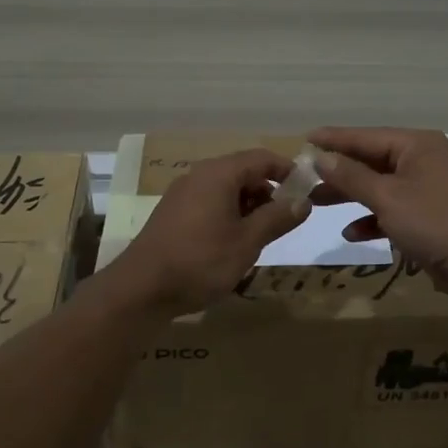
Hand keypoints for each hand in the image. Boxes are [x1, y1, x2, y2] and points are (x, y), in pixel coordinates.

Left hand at [110, 148, 310, 313]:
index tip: (306, 190)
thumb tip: (304, 200)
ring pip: (225, 189)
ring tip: (260, 236)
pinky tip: (231, 243)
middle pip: (243, 171)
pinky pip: (208, 202)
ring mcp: (182, 194)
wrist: (142, 289)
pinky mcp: (172, 213)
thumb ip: (278, 218)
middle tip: (284, 220)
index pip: (261, 158)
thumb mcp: (248, 241)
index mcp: (219, 174)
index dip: (287, 170)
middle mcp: (199, 175)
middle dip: (267, 191)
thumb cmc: (201, 261)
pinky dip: (227, 214)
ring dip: (248, 206)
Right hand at [307, 127, 447, 298]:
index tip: (304, 139)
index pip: (365, 136)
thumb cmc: (435, 221)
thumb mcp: (387, 197)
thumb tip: (321, 158)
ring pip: (379, 187)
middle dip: (339, 171)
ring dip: (351, 196)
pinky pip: (392, 211)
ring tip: (317, 204)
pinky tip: (353, 233)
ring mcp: (426, 190)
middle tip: (304, 178)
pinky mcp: (428, 217)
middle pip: (371, 161)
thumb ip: (351, 177)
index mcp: (416, 146)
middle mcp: (421, 161)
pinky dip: (373, 219)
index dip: (334, 139)